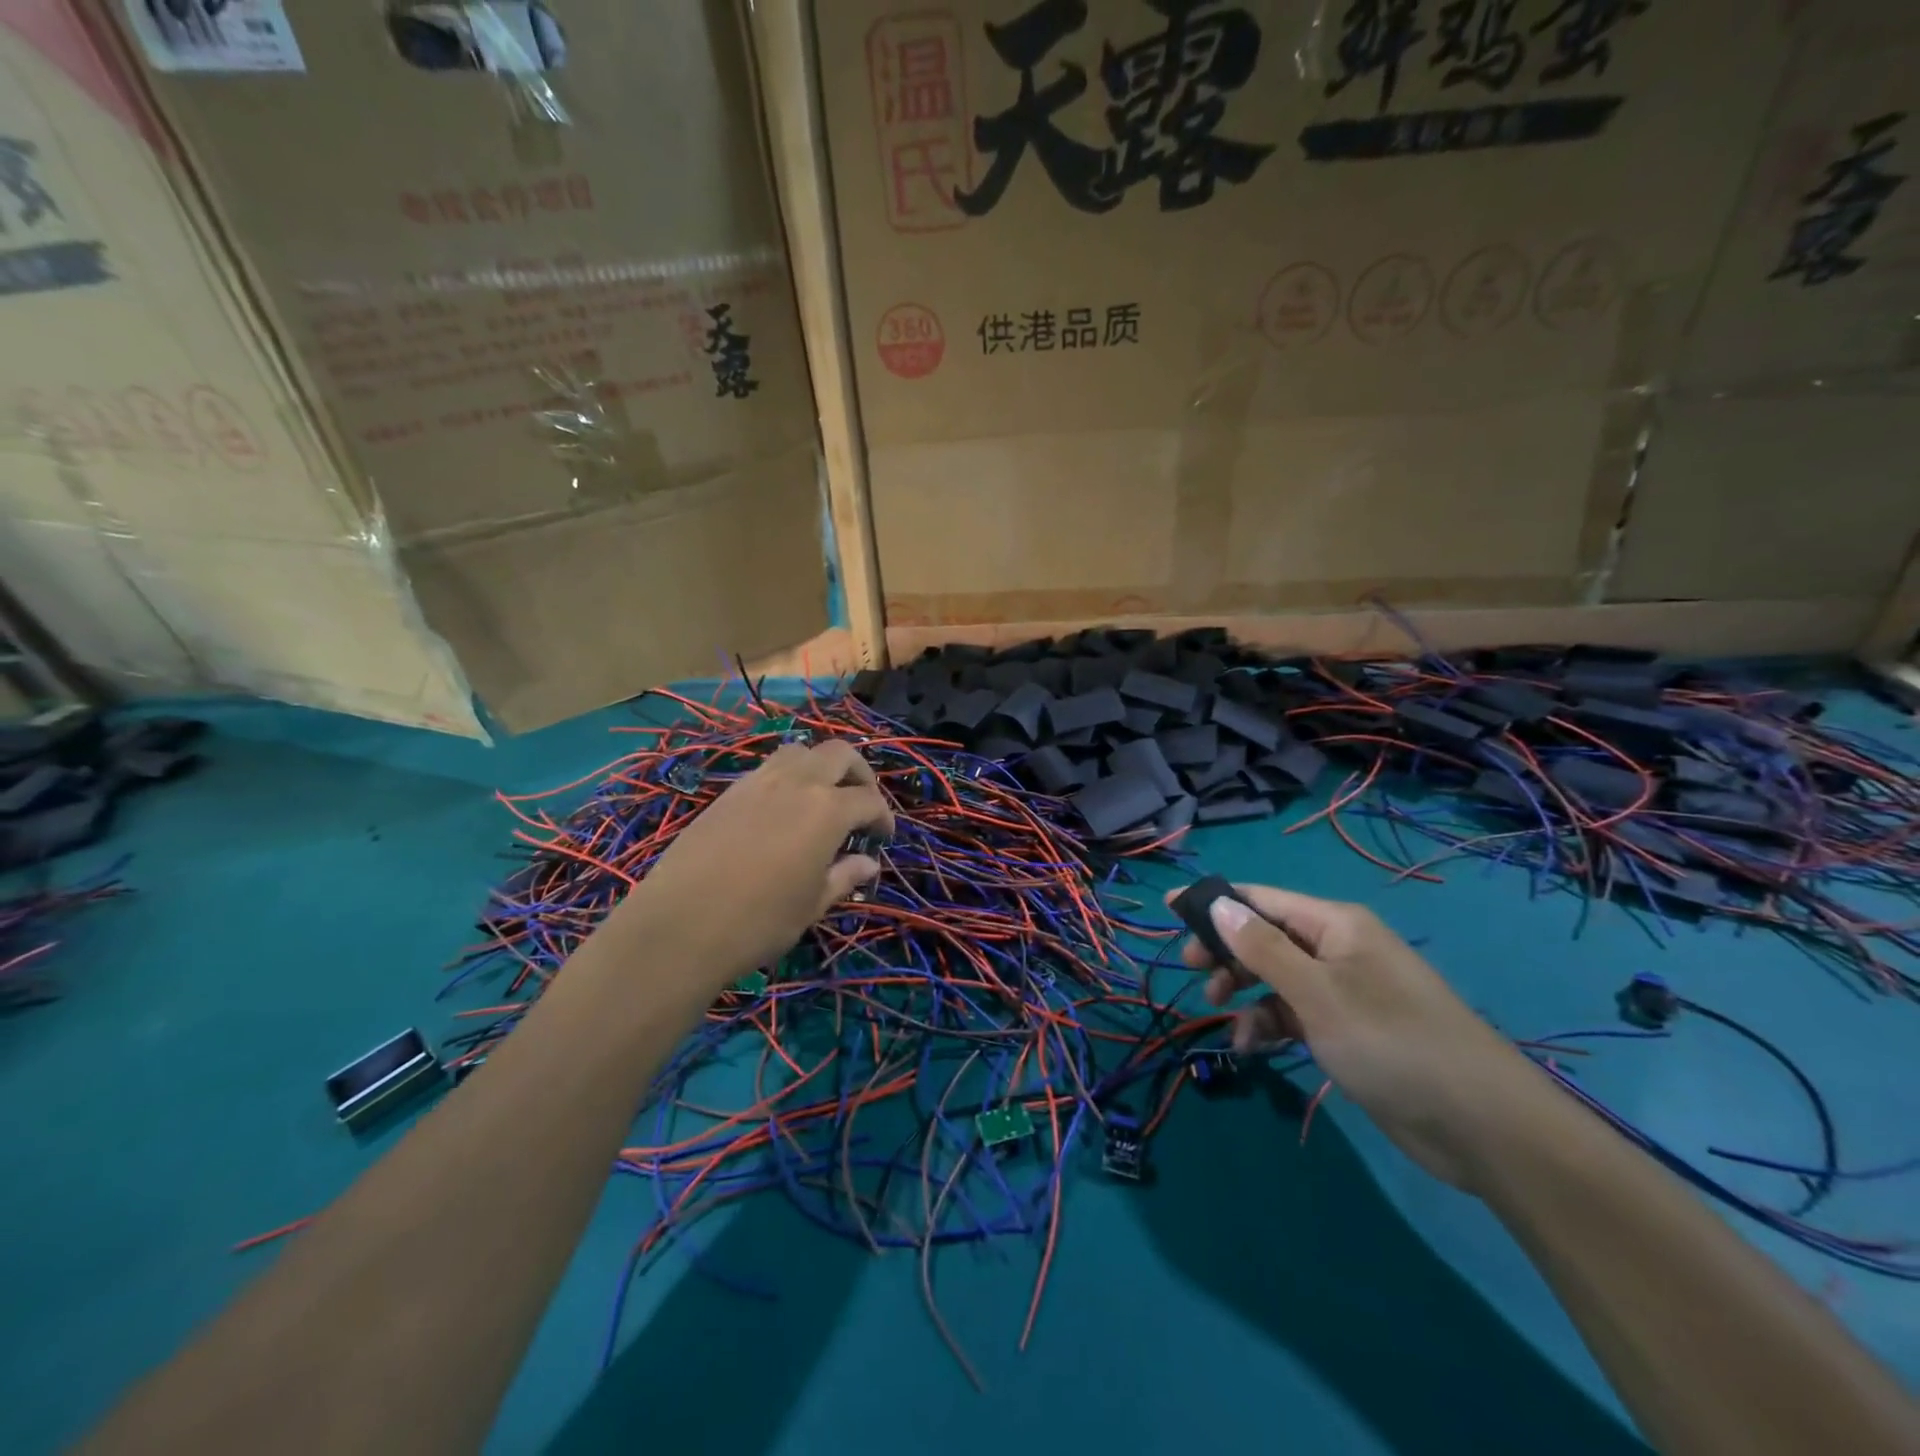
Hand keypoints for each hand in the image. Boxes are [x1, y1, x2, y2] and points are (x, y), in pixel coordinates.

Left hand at [619, 740, 893, 989]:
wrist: (679, 926)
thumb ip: (844, 876)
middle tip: (861, 803)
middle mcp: (796, 783)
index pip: (868, 801)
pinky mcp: (728, 792)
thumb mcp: (812, 905)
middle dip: (859, 774)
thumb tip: (869, 862)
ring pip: (800, 751)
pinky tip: (782, 810)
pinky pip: (768, 769)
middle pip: (839, 754)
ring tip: (821, 798)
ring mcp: (758, 782)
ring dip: (820, 767)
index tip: (883, 838)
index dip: (883, 817)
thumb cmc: (759, 922)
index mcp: (826, 810)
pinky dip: (787, 778)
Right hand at [1173, 883, 1548, 1191]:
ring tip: (1221, 1017)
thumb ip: (1261, 948)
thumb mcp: (1316, 993)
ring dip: (1245, 994)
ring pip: (1275, 977)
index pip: (1260, 899)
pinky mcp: (1348, 1030)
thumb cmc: (1391, 1042)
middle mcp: (1337, 948)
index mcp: (1334, 924)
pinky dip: (1269, 1025)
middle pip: (1264, 936)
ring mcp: (1344, 991)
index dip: (1214, 903)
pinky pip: (1294, 1014)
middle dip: (1227, 953)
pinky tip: (1254, 1047)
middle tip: (1195, 976)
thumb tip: (1217, 901)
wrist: (1483, 1127)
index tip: (1169, 911)